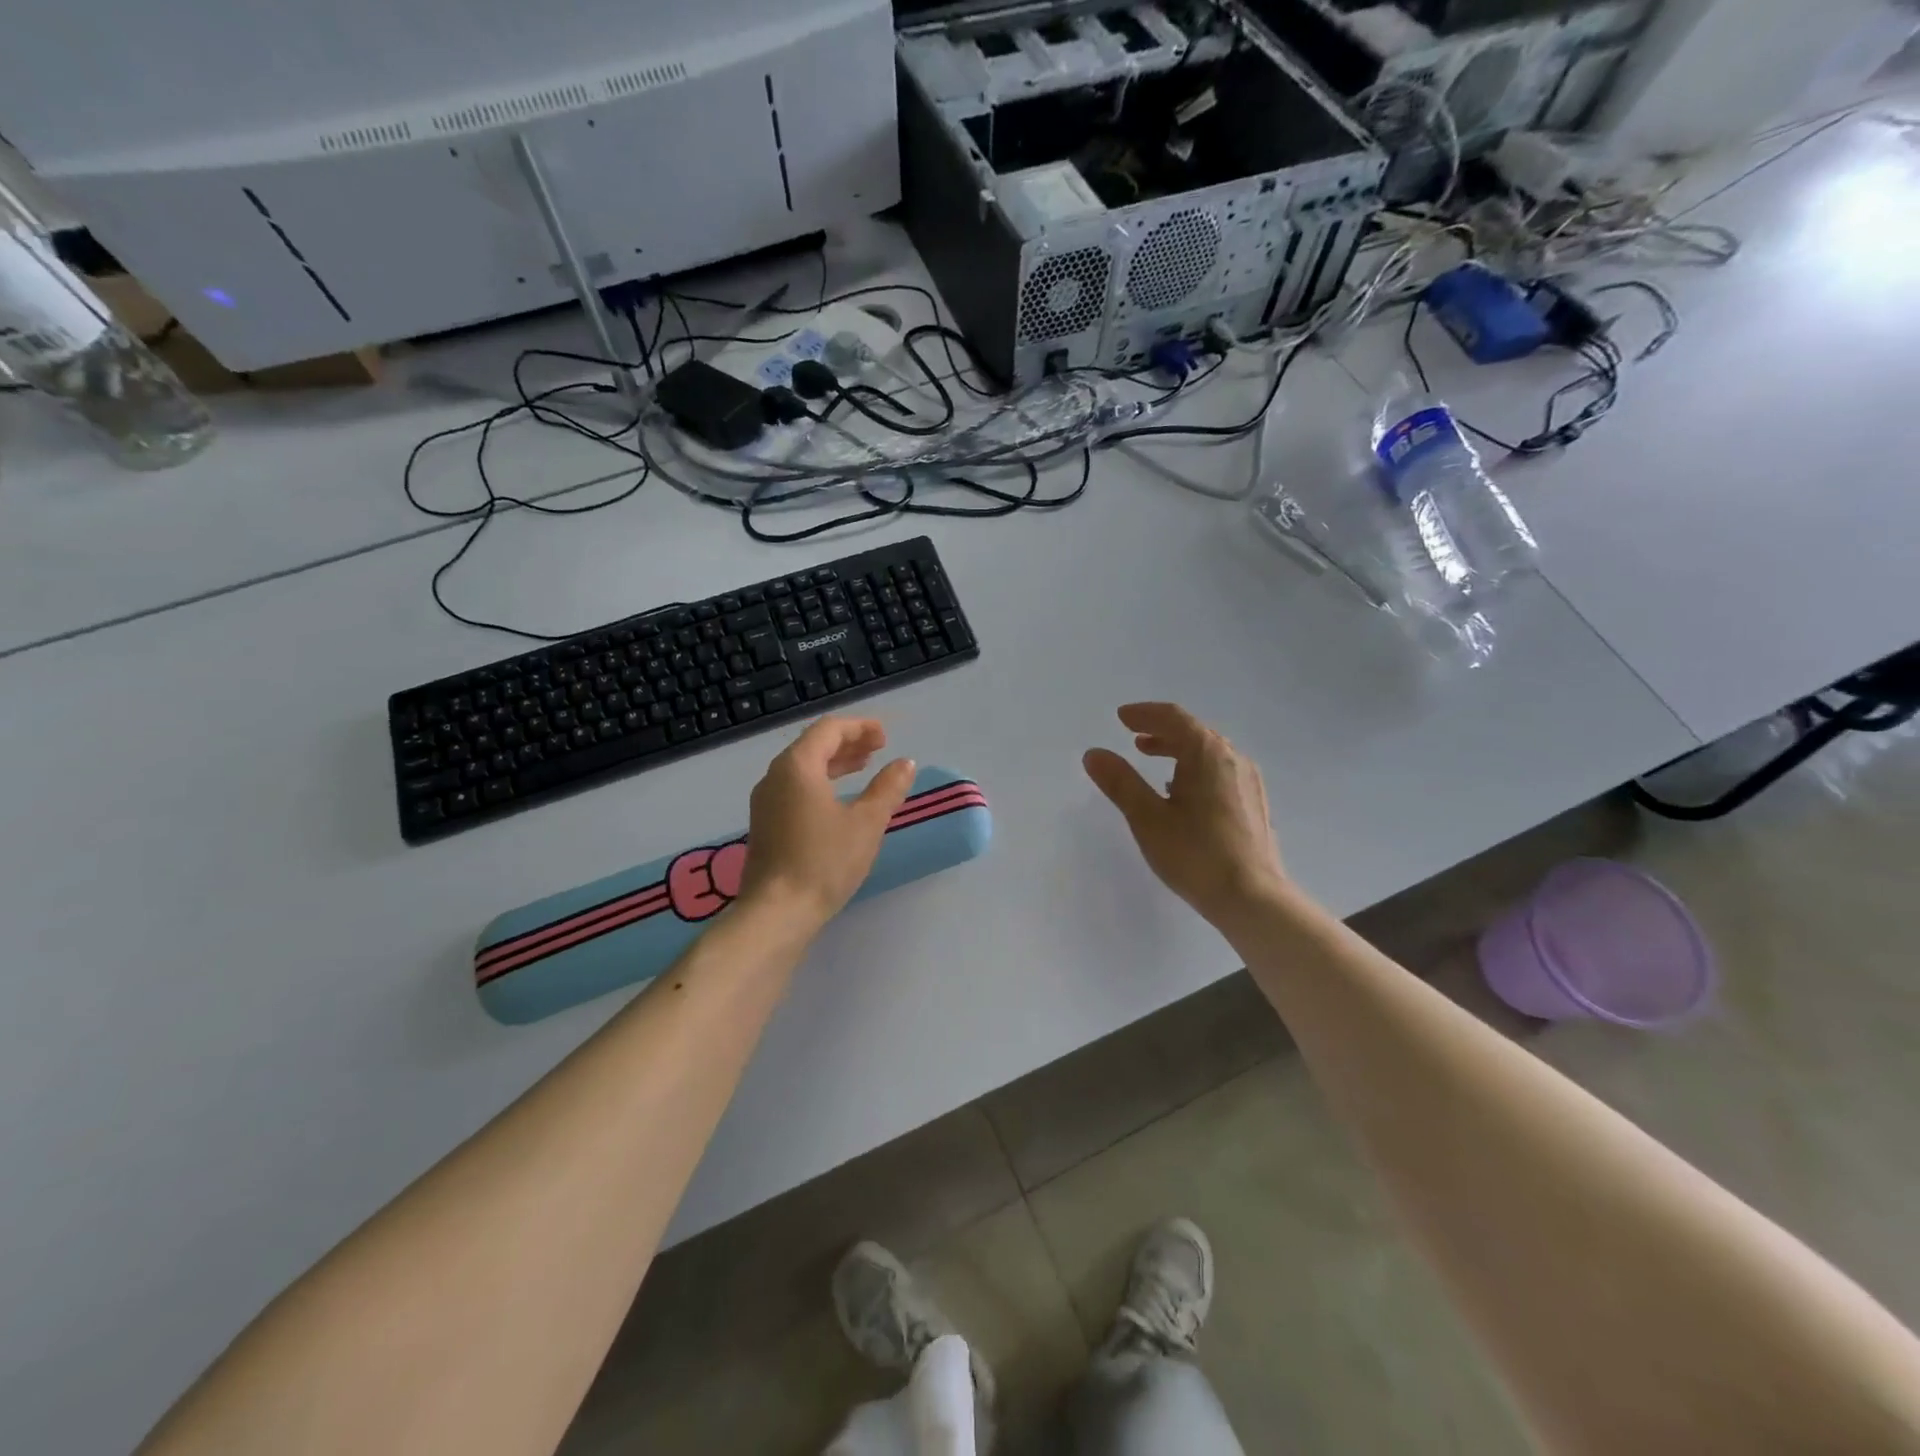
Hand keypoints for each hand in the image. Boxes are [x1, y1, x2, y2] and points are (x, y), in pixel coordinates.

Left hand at [740, 717, 915, 928]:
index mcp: (797, 766)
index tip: (885, 737)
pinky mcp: (765, 824)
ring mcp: (765, 801)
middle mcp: (775, 776)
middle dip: (848, 742)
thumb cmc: (824, 862)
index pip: (829, 729)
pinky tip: (839, 800)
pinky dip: (820, 782)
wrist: (776, 913)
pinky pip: (795, 788)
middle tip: (878, 749)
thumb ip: (887, 788)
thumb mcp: (866, 823)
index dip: (860, 727)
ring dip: (835, 763)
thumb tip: (905, 763)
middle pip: (813, 745)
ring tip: (863, 768)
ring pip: (802, 768)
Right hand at [1083, 703, 1288, 927]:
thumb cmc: (1195, 854)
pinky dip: (1195, 767)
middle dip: (1161, 730)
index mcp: (1207, 753)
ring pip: (1209, 751)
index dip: (1144, 714)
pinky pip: (1220, 770)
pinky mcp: (1254, 802)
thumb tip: (1094, 754)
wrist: (1252, 898)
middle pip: (1194, 731)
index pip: (1173, 717)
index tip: (1121, 717)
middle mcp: (1232, 757)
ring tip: (1152, 760)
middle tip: (1133, 737)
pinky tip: (1182, 791)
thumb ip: (1120, 782)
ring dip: (1178, 749)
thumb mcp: (1148, 818)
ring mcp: (1248, 780)